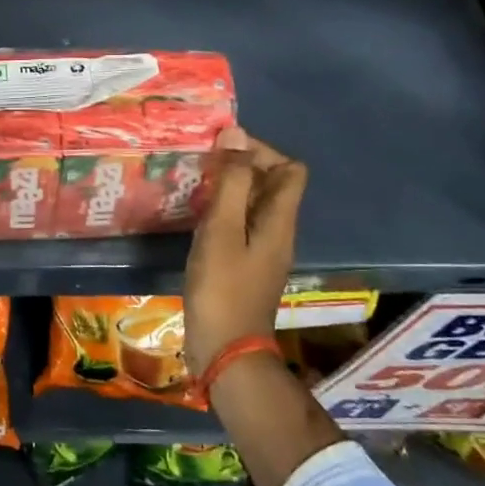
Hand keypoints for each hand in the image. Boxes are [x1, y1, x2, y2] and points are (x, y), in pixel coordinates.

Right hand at [183, 127, 307, 377]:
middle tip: (202, 164)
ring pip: (253, 205)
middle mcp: (277, 232)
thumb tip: (237, 134)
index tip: (224, 151)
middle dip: (241, 167)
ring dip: (229, 189)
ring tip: (194, 185)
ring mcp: (262, 252)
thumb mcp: (222, 230)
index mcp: (279, 221)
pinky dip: (222, 213)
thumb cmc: (222, 288)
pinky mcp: (245, 267)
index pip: (290, 170)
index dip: (261, 151)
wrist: (226, 351)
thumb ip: (231, 182)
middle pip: (272, 185)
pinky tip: (195, 218)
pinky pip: (240, 225)